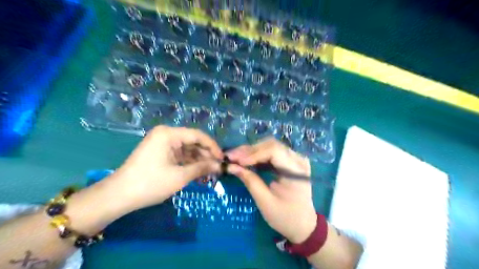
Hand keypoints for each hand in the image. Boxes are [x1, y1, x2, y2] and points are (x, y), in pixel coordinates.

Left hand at [106, 126, 222, 211]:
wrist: (118, 196)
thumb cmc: (150, 183)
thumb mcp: (180, 176)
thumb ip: (202, 167)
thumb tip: (220, 165)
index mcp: (169, 134)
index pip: (198, 136)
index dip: (213, 147)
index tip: (223, 159)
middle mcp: (166, 135)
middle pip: (193, 142)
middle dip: (206, 155)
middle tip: (218, 169)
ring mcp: (162, 144)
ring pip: (187, 150)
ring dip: (198, 161)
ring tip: (210, 174)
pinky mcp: (160, 153)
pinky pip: (179, 156)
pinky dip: (189, 164)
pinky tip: (198, 174)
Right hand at [227, 139, 316, 243]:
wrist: (303, 224)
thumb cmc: (285, 217)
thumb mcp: (265, 202)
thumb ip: (250, 181)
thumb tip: (231, 166)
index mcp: (296, 171)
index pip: (274, 151)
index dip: (253, 153)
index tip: (235, 160)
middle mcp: (298, 160)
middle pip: (271, 145)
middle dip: (249, 150)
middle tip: (231, 156)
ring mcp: (295, 159)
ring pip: (270, 146)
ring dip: (252, 151)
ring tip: (235, 157)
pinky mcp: (290, 161)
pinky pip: (272, 153)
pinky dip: (257, 156)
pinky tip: (246, 161)